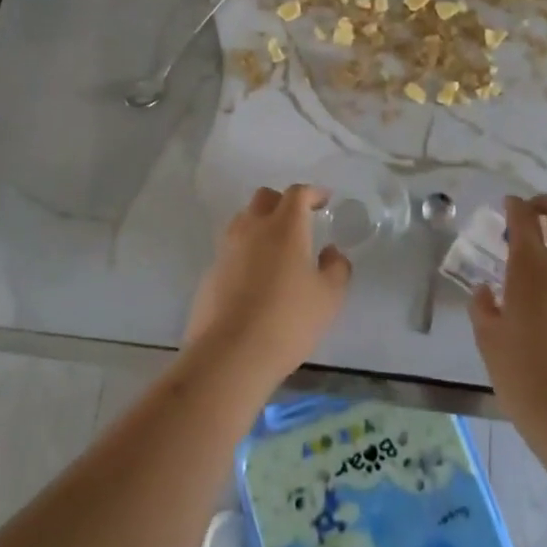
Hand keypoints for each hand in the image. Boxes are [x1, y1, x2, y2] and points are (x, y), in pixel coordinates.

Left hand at [184, 185, 352, 391]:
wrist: (230, 354)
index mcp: (284, 227)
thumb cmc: (288, 321)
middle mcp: (252, 229)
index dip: (312, 192)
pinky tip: (256, 276)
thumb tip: (331, 252)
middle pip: (264, 198)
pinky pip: (231, 248)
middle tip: (299, 220)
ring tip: (277, 247)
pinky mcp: (210, 272)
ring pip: (244, 221)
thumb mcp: (329, 298)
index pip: (297, 194)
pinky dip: (246, 251)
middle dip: (283, 202)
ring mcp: (226, 249)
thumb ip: (336, 268)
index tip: (324, 200)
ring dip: (261, 224)